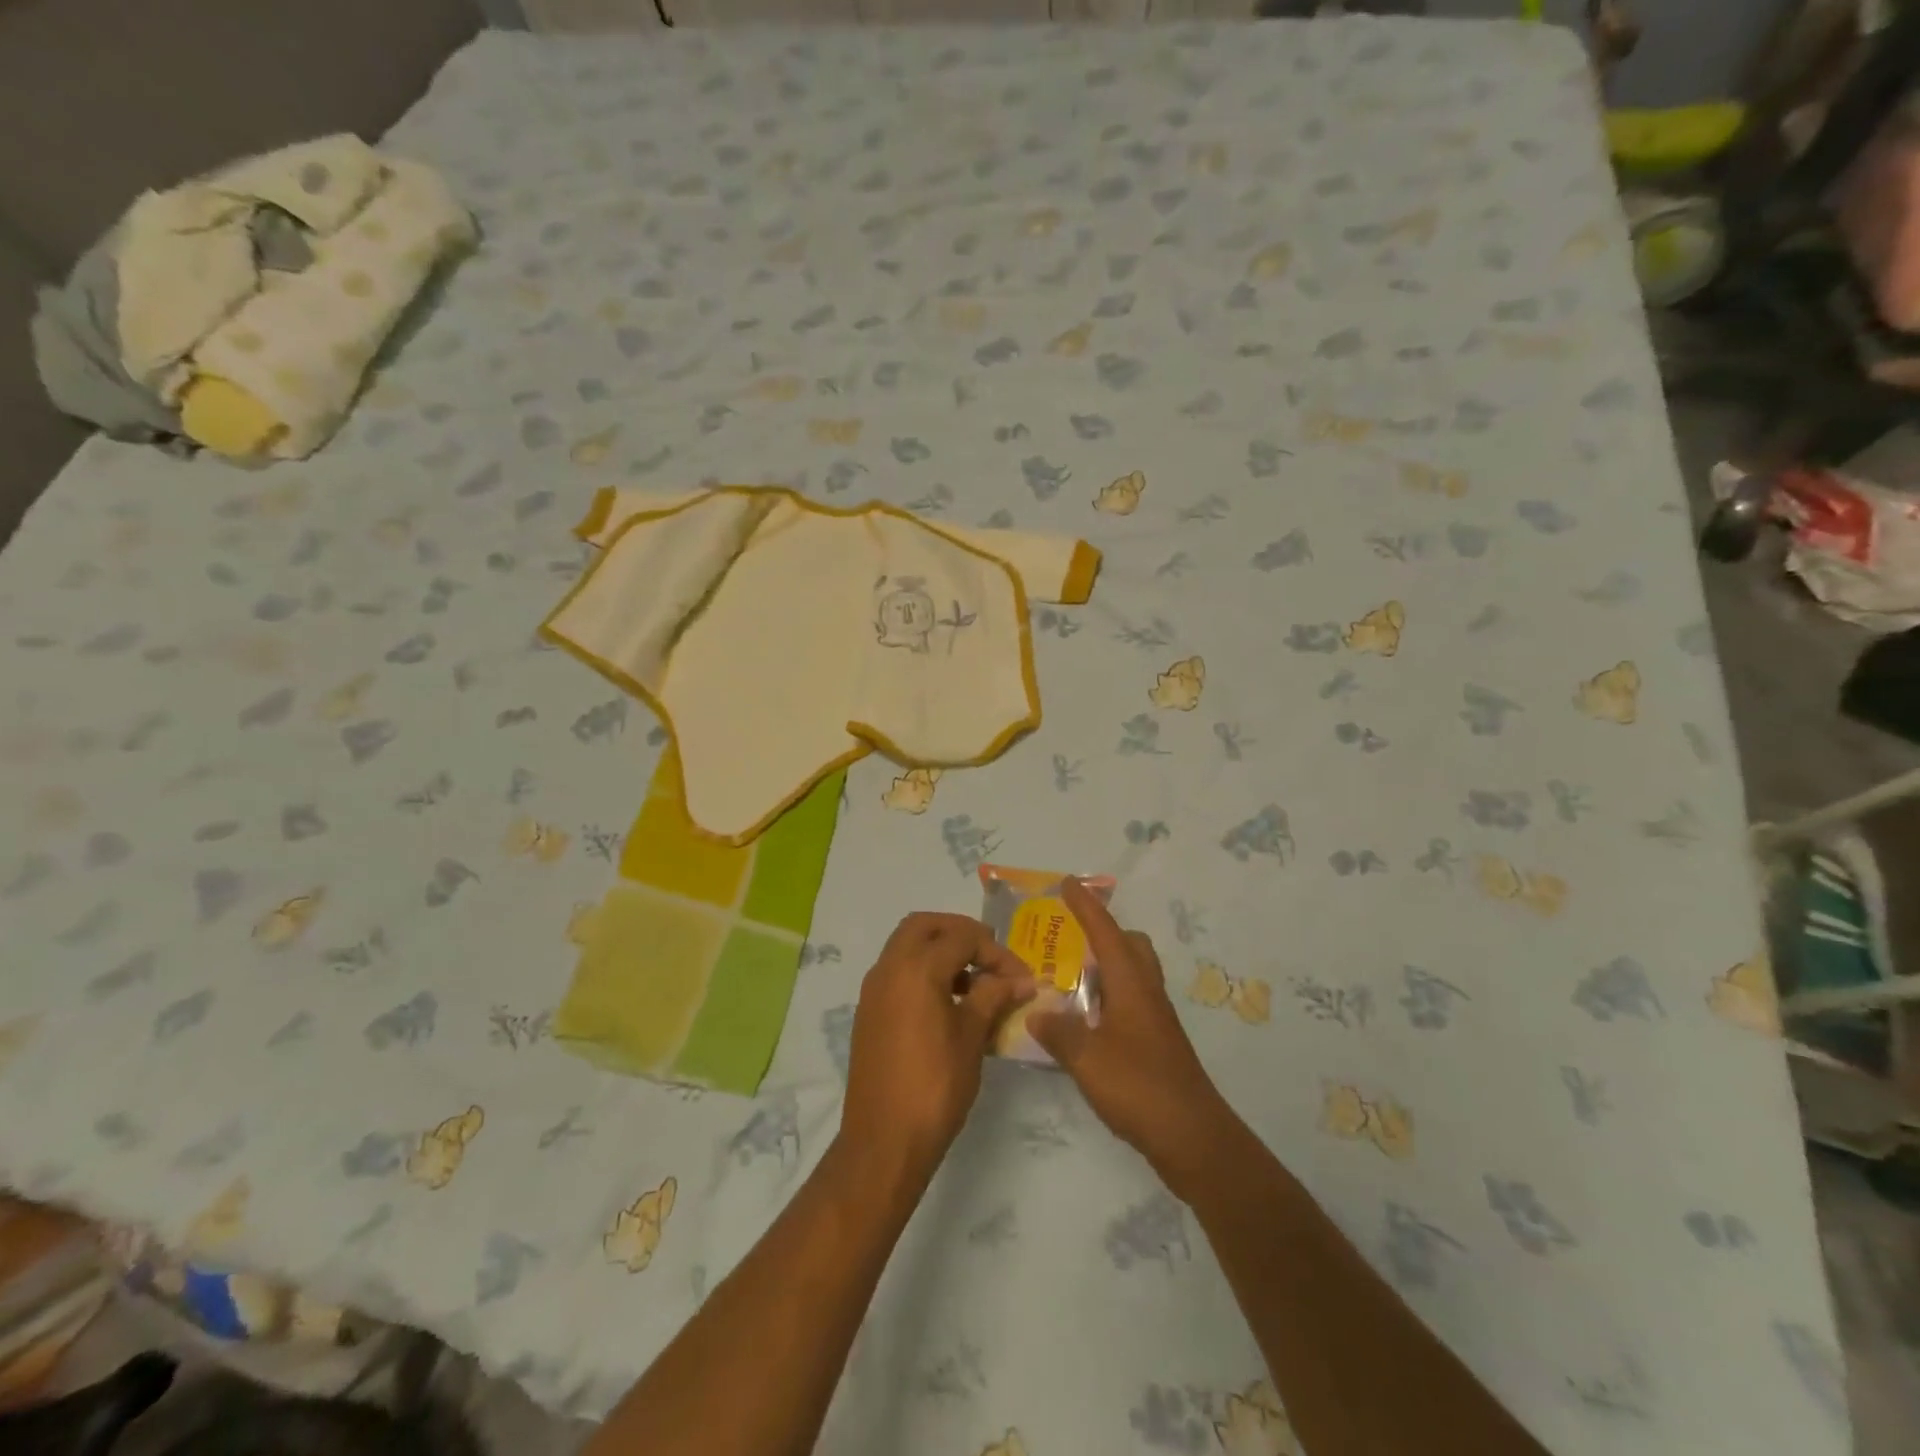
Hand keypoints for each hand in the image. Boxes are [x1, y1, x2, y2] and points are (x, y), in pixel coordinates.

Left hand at [839, 913, 1035, 1181]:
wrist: (883, 1141)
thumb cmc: (935, 1086)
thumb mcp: (972, 1037)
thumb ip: (994, 997)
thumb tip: (1022, 979)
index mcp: (916, 968)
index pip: (962, 937)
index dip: (996, 952)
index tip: (1020, 977)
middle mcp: (888, 968)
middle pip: (924, 926)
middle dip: (959, 933)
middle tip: (988, 955)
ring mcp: (874, 989)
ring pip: (906, 946)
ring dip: (940, 951)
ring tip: (974, 983)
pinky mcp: (869, 1011)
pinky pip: (897, 972)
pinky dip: (923, 971)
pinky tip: (949, 1005)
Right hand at [1029, 880, 1237, 1194]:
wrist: (1193, 1137)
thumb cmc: (1139, 1087)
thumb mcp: (1087, 1058)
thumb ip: (1058, 1032)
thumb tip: (1036, 1011)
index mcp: (1131, 985)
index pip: (1106, 932)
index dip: (1086, 907)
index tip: (1068, 883)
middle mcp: (1147, 993)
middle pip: (1130, 947)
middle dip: (1103, 933)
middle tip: (1069, 939)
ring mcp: (1155, 1020)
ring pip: (1132, 975)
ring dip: (1105, 967)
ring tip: (1068, 979)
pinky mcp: (1157, 1044)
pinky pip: (1130, 1003)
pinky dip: (1108, 999)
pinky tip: (1084, 1023)